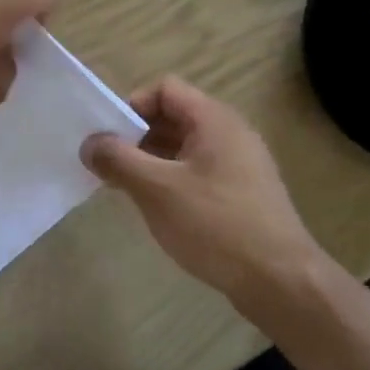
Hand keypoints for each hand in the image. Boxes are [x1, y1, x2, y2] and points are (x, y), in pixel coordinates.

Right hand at [83, 77, 338, 326]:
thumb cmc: (216, 225)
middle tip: (111, 167)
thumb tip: (89, 144)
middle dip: (137, 136)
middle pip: (174, 116)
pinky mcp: (242, 193)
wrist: (280, 280)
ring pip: (185, 147)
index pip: (165, 89)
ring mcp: (240, 164)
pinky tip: (159, 210)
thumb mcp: (157, 190)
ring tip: (127, 190)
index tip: (110, 139)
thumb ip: (118, 160)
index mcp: (214, 120)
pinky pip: (199, 172)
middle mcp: (231, 133)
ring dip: (152, 161)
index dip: (132, 105)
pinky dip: (173, 180)